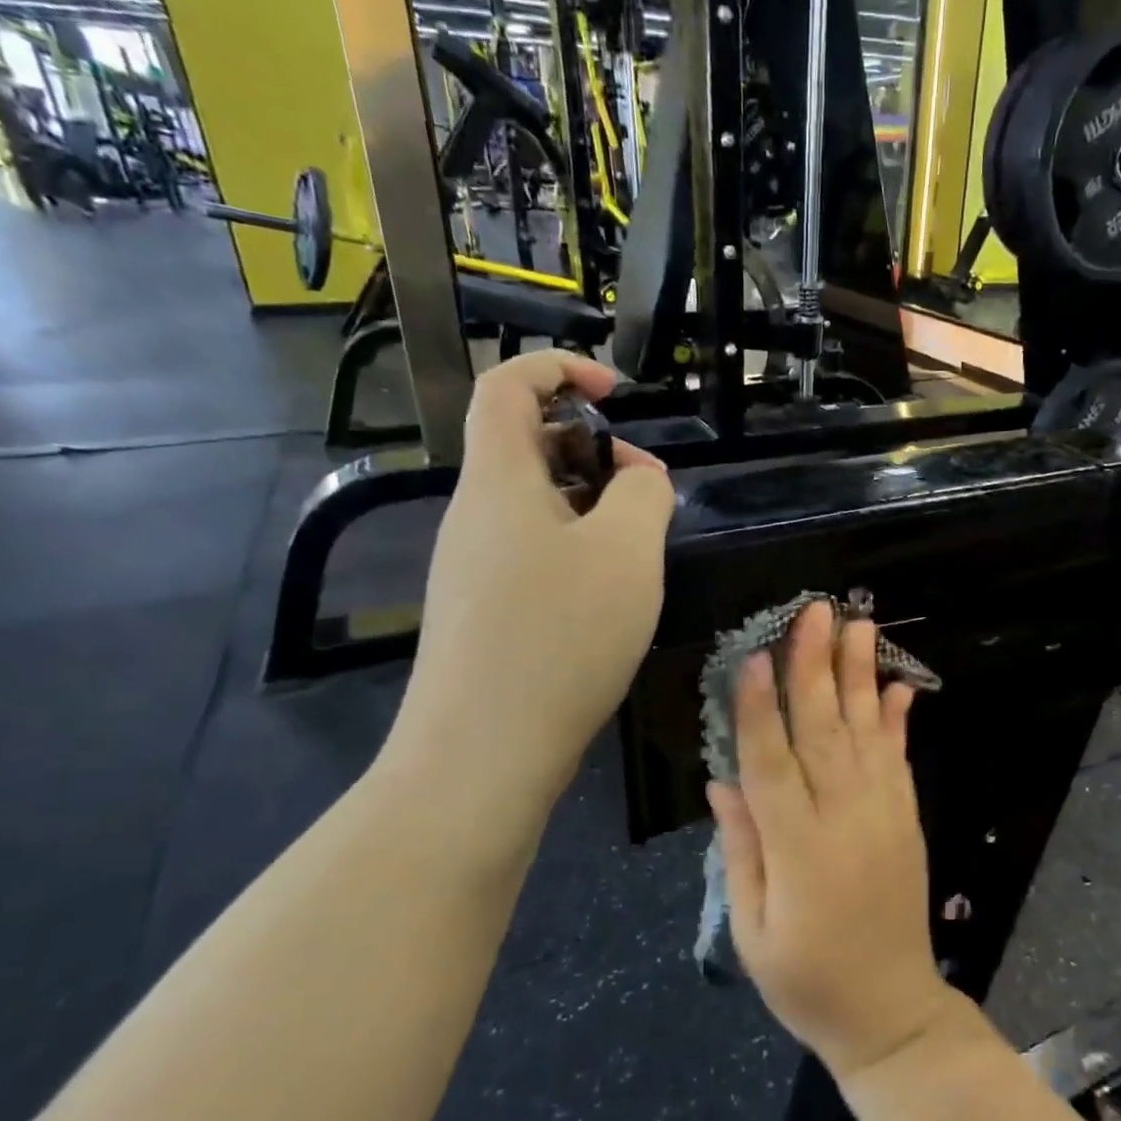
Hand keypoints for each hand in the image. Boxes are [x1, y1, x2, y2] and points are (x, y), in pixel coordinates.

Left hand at [380, 352, 676, 828]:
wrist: (482, 753)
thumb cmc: (559, 636)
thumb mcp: (627, 552)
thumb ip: (644, 494)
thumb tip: (639, 479)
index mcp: (498, 480)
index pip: (506, 385)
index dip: (558, 367)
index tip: (615, 391)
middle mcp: (474, 514)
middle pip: (523, 445)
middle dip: (591, 446)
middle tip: (647, 487)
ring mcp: (473, 566)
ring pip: (533, 503)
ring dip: (589, 502)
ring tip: (639, 543)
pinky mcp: (483, 610)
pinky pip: (531, 550)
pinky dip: (574, 546)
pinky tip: (609, 592)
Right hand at [708, 603, 964, 1081]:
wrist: (891, 1013)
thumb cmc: (806, 980)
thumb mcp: (752, 930)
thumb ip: (741, 850)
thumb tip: (722, 781)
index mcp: (798, 849)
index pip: (773, 764)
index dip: (762, 709)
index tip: (756, 656)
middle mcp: (845, 819)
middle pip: (824, 731)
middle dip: (816, 667)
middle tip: (815, 612)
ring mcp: (884, 815)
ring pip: (866, 733)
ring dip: (859, 675)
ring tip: (857, 626)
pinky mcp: (907, 819)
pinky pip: (899, 760)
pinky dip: (897, 719)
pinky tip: (896, 684)